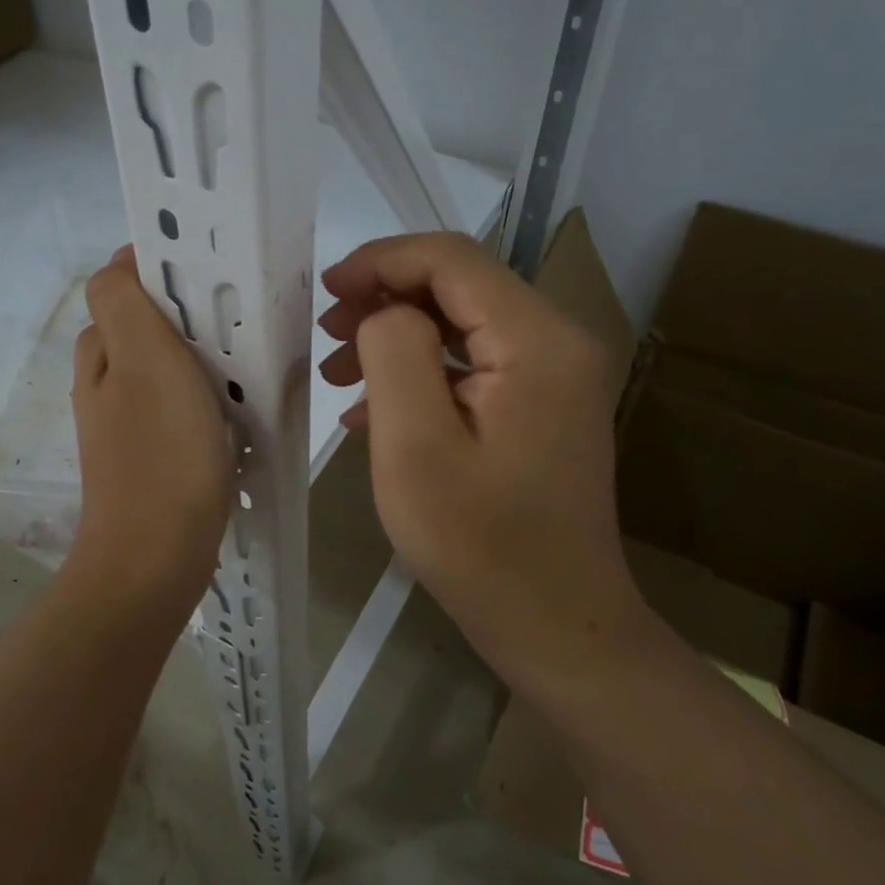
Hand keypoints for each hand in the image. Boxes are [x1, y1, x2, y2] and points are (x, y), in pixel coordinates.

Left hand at [68, 248, 233, 610]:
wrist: (157, 556)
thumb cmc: (160, 452)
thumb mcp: (142, 360)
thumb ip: (124, 303)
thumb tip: (120, 263)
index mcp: (100, 354)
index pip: (121, 285)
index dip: (160, 270)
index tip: (210, 276)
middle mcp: (105, 384)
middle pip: (145, 327)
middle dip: (187, 315)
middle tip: (235, 320)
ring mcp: (127, 424)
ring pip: (166, 368)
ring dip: (201, 359)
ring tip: (245, 362)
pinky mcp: (152, 456)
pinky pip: (180, 408)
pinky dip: (206, 400)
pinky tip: (236, 411)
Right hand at [318, 232, 640, 688]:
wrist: (557, 625)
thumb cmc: (480, 545)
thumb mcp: (415, 447)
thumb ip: (394, 354)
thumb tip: (385, 311)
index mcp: (537, 340)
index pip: (451, 258)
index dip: (381, 260)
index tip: (326, 290)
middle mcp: (559, 340)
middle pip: (459, 285)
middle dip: (385, 298)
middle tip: (327, 337)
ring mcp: (556, 374)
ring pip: (463, 322)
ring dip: (397, 336)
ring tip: (339, 375)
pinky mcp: (544, 404)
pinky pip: (475, 363)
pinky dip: (423, 372)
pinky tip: (375, 410)